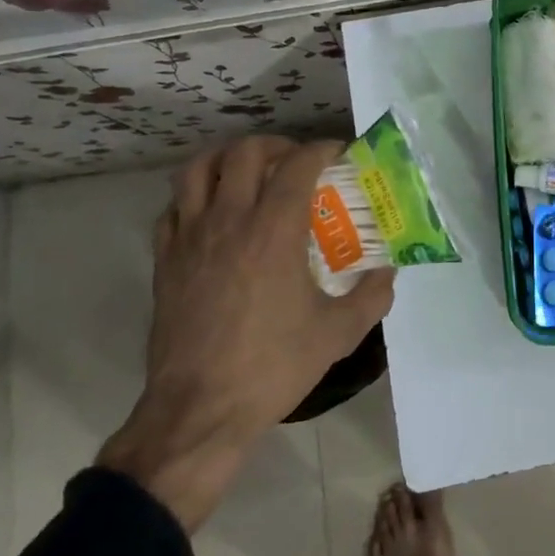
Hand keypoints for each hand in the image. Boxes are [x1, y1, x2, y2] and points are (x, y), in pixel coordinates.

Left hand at [99, 136, 396, 529]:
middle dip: (276, 145)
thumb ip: (373, 295)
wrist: (200, 410)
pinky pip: (174, 206)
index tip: (338, 153)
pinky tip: (214, 213)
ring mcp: (190, 238)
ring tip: (250, 173)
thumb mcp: (339, 333)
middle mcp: (229, 221)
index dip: (321, 148)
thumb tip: (388, 270)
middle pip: (245, 152)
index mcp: (274, 231)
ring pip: (199, 169)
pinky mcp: (165, 260)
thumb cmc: (273, 366)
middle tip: (296, 162)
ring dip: (228, 159)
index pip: (298, 164)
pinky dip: (195, 195)